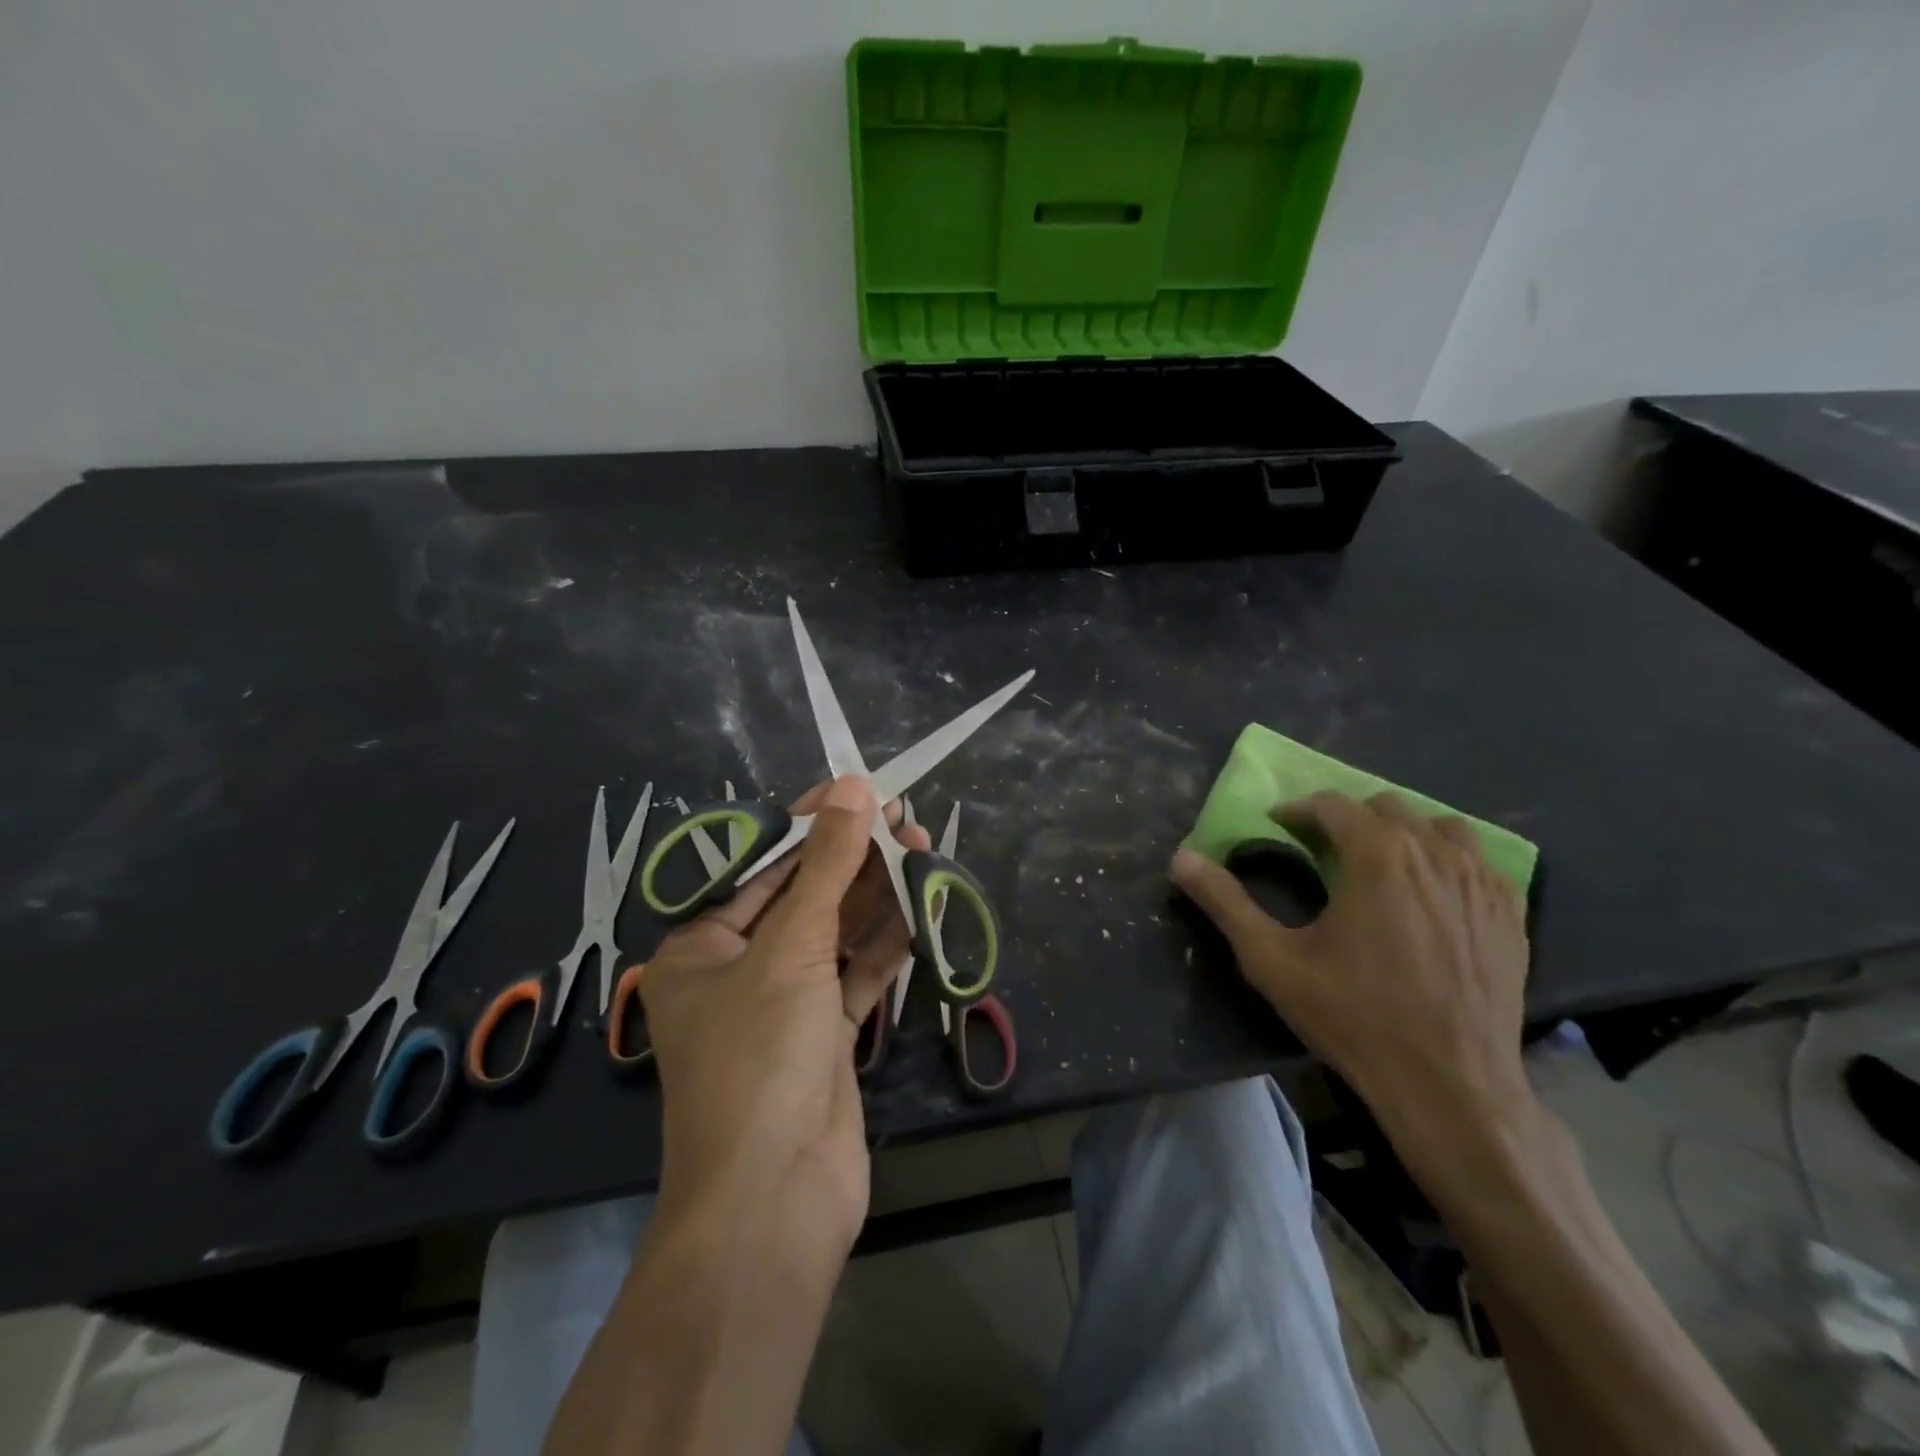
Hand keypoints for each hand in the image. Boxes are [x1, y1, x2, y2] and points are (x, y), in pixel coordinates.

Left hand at [637, 775, 928, 1264]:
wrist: (774, 1201)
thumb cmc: (759, 1058)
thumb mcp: (791, 949)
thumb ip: (828, 867)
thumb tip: (854, 787)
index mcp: (702, 944)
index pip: (760, 864)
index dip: (811, 822)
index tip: (858, 789)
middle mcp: (739, 967)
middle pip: (804, 895)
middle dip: (853, 856)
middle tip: (905, 817)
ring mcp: (786, 1003)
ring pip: (836, 932)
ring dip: (877, 893)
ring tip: (922, 847)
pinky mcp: (825, 1033)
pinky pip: (857, 973)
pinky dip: (886, 942)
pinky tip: (920, 905)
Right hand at [1171, 791, 1533, 1170]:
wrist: (1451, 1086)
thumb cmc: (1354, 1017)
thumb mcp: (1272, 961)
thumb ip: (1225, 902)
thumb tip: (1181, 858)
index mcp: (1377, 855)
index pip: (1332, 804)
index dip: (1298, 810)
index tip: (1279, 828)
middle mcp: (1434, 854)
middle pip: (1387, 806)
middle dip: (1348, 818)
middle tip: (1324, 851)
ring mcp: (1481, 882)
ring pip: (1440, 826)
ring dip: (1404, 833)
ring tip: (1382, 865)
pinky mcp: (1511, 913)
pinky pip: (1480, 862)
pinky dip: (1450, 860)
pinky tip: (1432, 894)